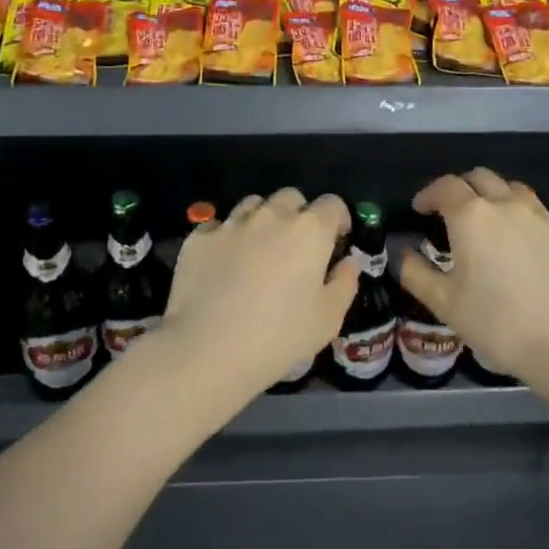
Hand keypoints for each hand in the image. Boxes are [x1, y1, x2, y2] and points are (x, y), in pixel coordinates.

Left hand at [162, 188, 357, 401]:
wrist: (207, 350)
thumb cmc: (279, 337)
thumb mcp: (328, 319)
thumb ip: (345, 283)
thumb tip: (349, 262)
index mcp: (309, 231)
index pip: (332, 204)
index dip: (338, 219)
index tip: (336, 240)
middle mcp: (271, 216)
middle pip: (291, 198)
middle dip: (298, 214)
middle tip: (296, 246)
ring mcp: (231, 223)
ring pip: (253, 205)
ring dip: (262, 220)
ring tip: (258, 250)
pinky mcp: (199, 238)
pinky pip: (218, 226)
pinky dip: (226, 238)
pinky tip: (222, 265)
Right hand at [399, 168, 548, 386]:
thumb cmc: (500, 325)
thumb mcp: (446, 305)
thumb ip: (417, 275)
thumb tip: (403, 255)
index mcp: (472, 217)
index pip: (445, 187)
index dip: (428, 194)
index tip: (420, 209)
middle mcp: (509, 205)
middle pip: (481, 177)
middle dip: (462, 188)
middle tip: (453, 211)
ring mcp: (546, 217)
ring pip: (516, 191)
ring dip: (497, 198)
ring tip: (492, 223)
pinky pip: (545, 215)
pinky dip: (529, 221)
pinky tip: (529, 246)